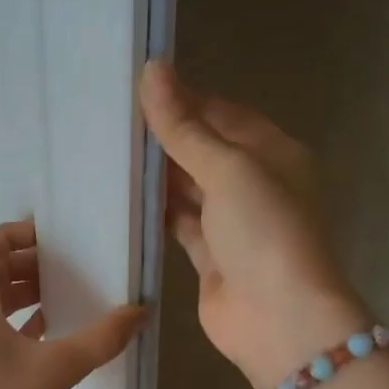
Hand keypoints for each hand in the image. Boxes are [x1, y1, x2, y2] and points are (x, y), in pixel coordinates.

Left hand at [0, 218, 144, 388]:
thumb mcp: (59, 368)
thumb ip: (101, 337)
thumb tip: (140, 311)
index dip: (11, 236)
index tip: (47, 238)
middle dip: (20, 266)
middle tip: (60, 267)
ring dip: (16, 295)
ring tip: (57, 297)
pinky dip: (9, 323)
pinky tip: (43, 334)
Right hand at [140, 61, 368, 386]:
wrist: (280, 319)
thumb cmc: (264, 232)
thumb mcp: (227, 169)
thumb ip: (185, 127)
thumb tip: (153, 69)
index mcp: (272, 153)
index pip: (222, 114)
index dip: (183, 100)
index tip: (135, 90)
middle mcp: (254, 185)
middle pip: (204, 151)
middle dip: (165, 139)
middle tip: (111, 122)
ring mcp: (232, 225)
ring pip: (189, 190)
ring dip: (157, 177)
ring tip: (108, 154)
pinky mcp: (210, 259)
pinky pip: (179, 226)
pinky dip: (156, 214)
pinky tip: (123, 200)